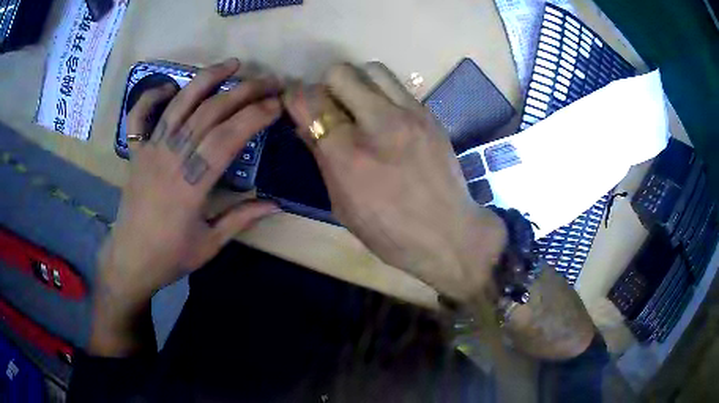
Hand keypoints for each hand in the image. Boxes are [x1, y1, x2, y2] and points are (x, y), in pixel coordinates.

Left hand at [91, 59, 281, 355]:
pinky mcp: (136, 151)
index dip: (255, 116)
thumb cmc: (170, 256)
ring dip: (207, 79)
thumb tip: (276, 204)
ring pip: (180, 104)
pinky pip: (140, 116)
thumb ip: (242, 219)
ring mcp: (150, 151)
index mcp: (190, 186)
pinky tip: (170, 87)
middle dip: (244, 91)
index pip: (227, 138)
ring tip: (232, 64)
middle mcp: (169, 159)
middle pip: (209, 112)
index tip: (278, 104)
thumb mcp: (210, 244)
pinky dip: (152, 95)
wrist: (130, 259)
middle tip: (270, 82)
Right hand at [283, 63, 506, 301]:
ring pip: (371, 69)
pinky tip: (386, 119)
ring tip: (359, 107)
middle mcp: (377, 123)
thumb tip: (306, 125)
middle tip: (332, 108)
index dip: (295, 96)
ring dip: (357, 83)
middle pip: (340, 72)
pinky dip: (382, 93)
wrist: (449, 233)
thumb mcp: (342, 205)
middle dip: (326, 86)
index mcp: (347, 154)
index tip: (296, 102)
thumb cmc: (389, 232)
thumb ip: (322, 158)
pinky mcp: (430, 114)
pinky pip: (397, 86)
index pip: (310, 101)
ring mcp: (409, 114)